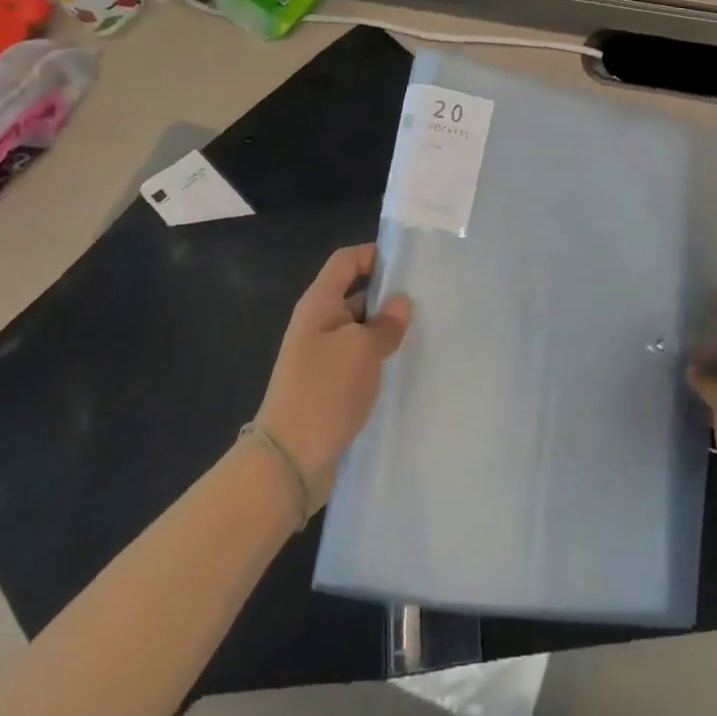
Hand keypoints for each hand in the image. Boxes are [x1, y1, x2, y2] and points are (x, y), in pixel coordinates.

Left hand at [253, 245, 410, 505]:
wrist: (289, 461)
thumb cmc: (324, 391)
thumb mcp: (362, 349)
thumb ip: (385, 323)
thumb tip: (400, 302)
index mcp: (319, 304)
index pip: (346, 261)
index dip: (374, 254)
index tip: (409, 262)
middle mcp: (318, 324)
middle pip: (355, 293)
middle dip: (388, 295)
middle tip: (428, 299)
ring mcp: (322, 357)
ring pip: (360, 330)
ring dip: (386, 330)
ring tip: (425, 331)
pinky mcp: (329, 386)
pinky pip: (358, 360)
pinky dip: (379, 359)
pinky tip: (405, 366)